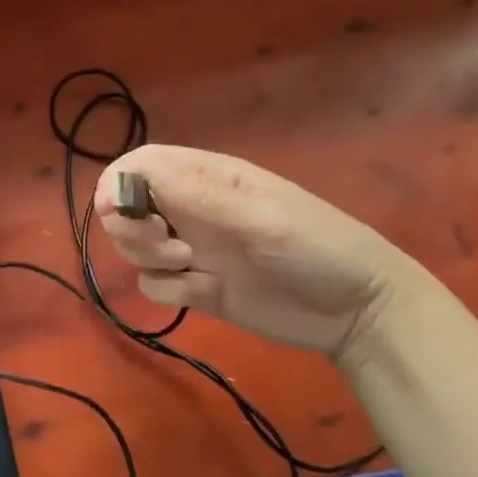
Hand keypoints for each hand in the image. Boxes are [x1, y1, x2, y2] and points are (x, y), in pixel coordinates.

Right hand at [95, 144, 406, 358]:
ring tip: (189, 267)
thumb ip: (196, 197)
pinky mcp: (197, 288)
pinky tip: (201, 292)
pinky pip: (154, 284)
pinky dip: (166, 289)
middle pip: (127, 206)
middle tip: (166, 244)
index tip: (119, 211)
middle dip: (130, 226)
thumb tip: (128, 177)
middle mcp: (191, 208)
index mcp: (207, 177)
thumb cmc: (318, 246)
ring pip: (134, 246)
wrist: (358, 312)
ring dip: (146, 257)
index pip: (141, 164)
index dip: (119, 183)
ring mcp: (193, 249)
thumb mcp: (260, 217)